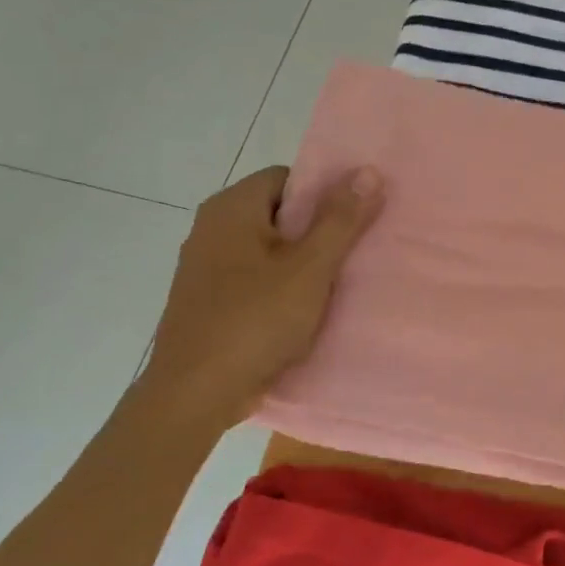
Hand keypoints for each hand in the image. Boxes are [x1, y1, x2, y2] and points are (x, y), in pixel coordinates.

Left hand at [138, 165, 383, 433]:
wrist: (195, 394)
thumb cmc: (255, 321)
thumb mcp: (310, 268)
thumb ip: (341, 220)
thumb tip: (369, 170)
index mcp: (231, 209)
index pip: (288, 178)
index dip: (324, 195)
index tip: (353, 221)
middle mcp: (211, 228)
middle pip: (278, 213)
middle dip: (317, 231)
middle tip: (354, 253)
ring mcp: (205, 267)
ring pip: (268, 249)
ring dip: (302, 262)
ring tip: (337, 283)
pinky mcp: (208, 301)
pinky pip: (254, 278)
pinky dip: (281, 286)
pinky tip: (304, 311)